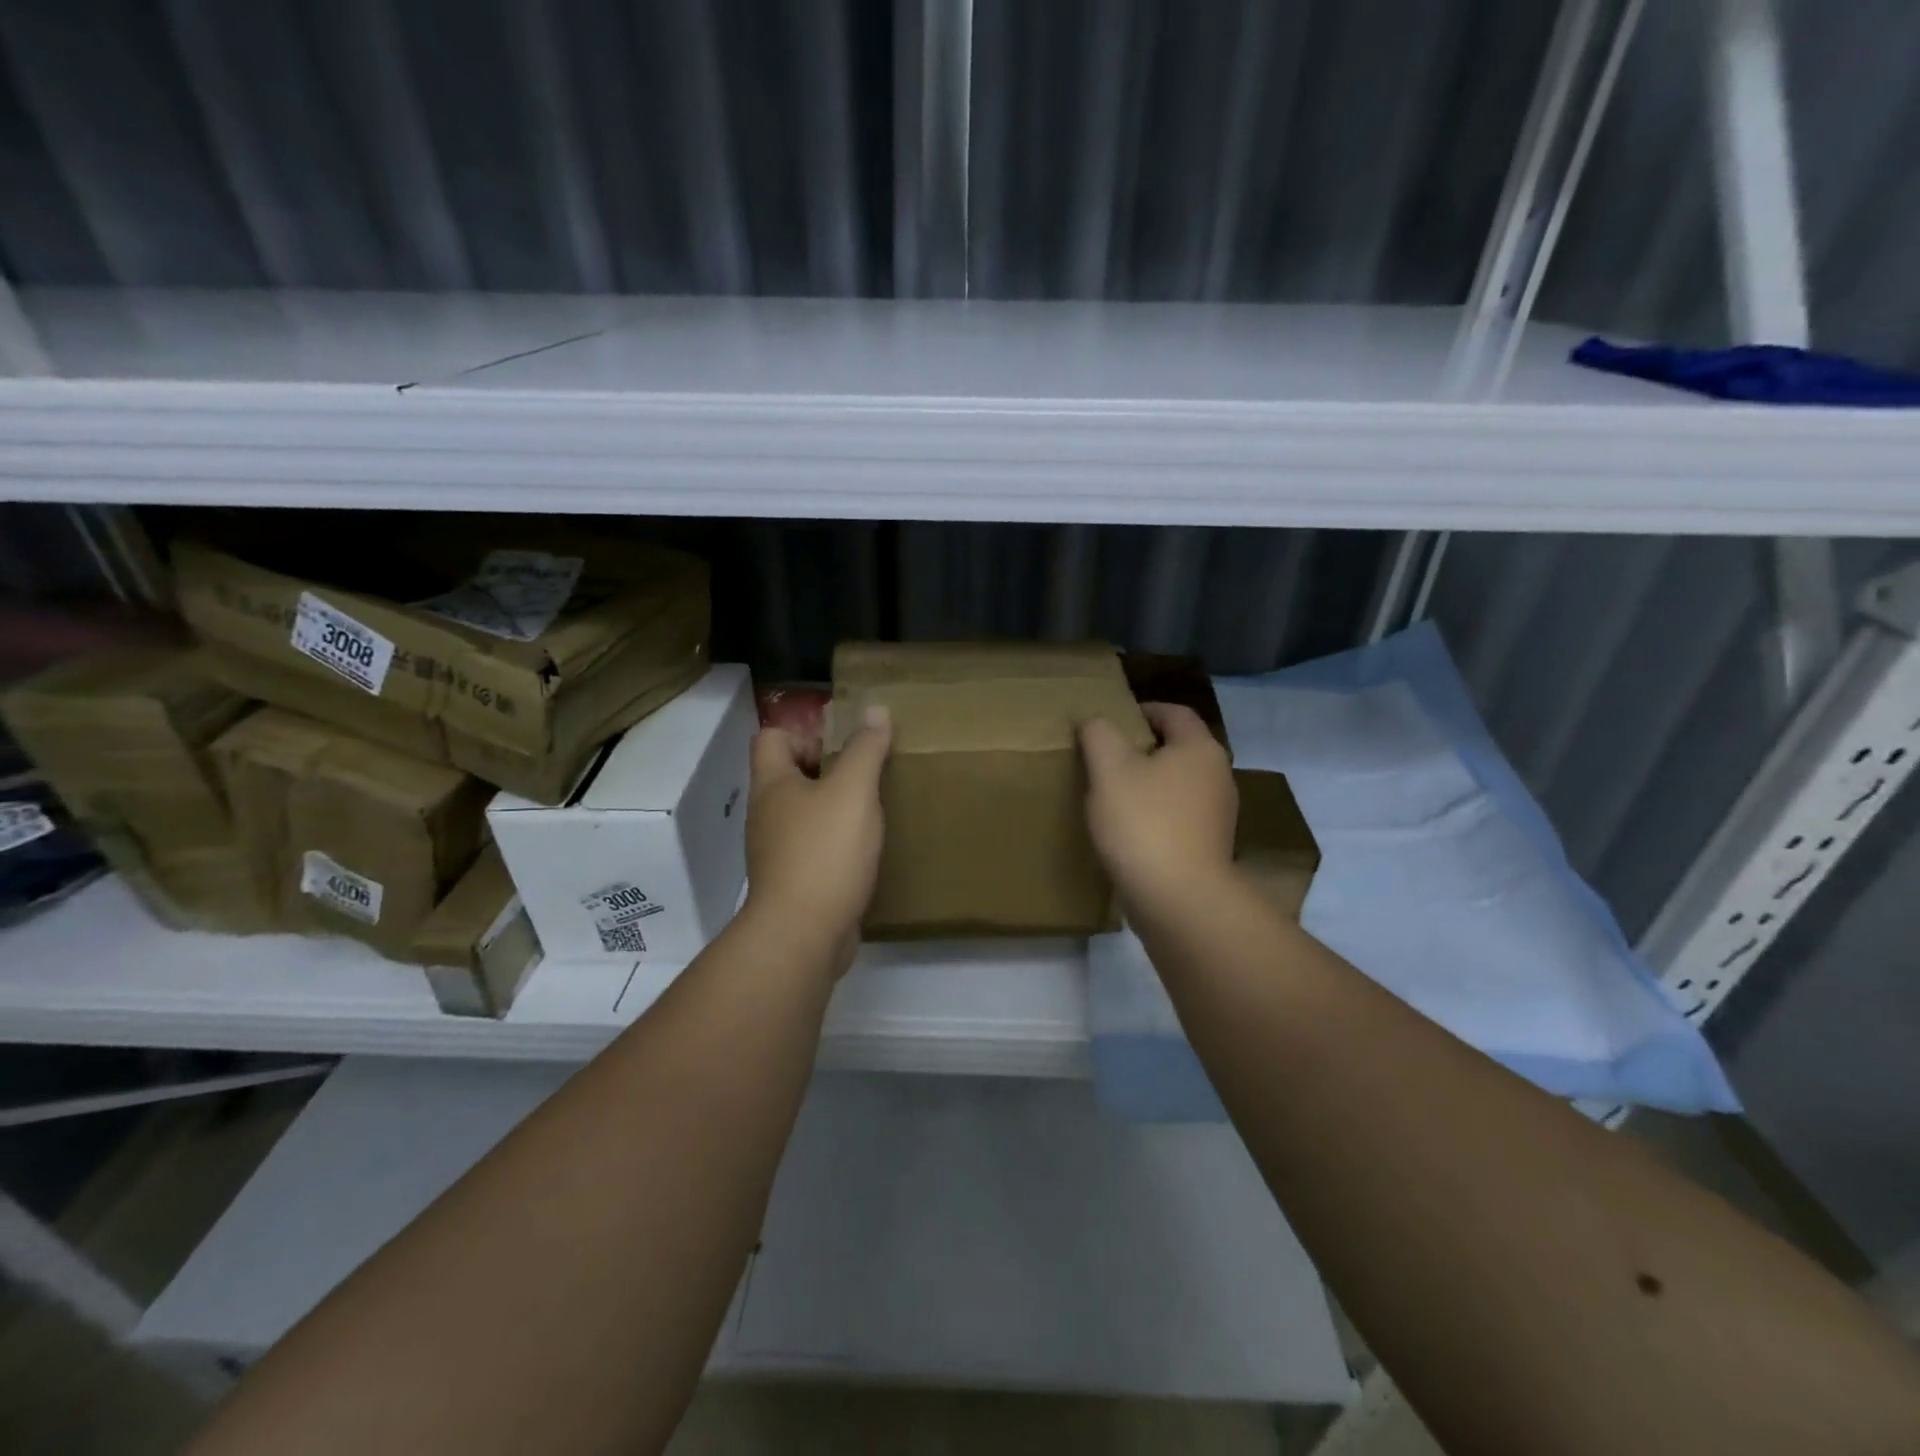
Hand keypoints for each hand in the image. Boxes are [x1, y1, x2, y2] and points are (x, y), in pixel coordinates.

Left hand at [741, 704, 891, 973]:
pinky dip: (836, 842)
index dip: (805, 730)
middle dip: (828, 768)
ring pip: (804, 813)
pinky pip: (814, 847)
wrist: (803, 935)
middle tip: (868, 773)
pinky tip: (865, 849)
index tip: (845, 743)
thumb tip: (875, 709)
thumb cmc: (824, 852)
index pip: (771, 737)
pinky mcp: (793, 882)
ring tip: (873, 808)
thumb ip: (865, 749)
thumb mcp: (853, 791)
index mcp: (773, 784)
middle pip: (790, 774)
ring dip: (835, 806)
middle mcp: (767, 814)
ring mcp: (777, 851)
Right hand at [1080, 702, 1237, 915]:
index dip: (1142, 710)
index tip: (1110, 722)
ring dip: (1148, 784)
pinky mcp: (1209, 847)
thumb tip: (1096, 722)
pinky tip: (1128, 830)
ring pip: (1177, 785)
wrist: (1179, 900)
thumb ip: (1099, 735)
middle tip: (1104, 758)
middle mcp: (1218, 776)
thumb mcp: (1109, 769)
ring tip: (1111, 795)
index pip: (1174, 713)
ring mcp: (1217, 815)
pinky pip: (1178, 817)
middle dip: (1142, 749)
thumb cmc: (1144, 823)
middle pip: (1178, 749)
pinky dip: (1155, 815)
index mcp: (1200, 749)